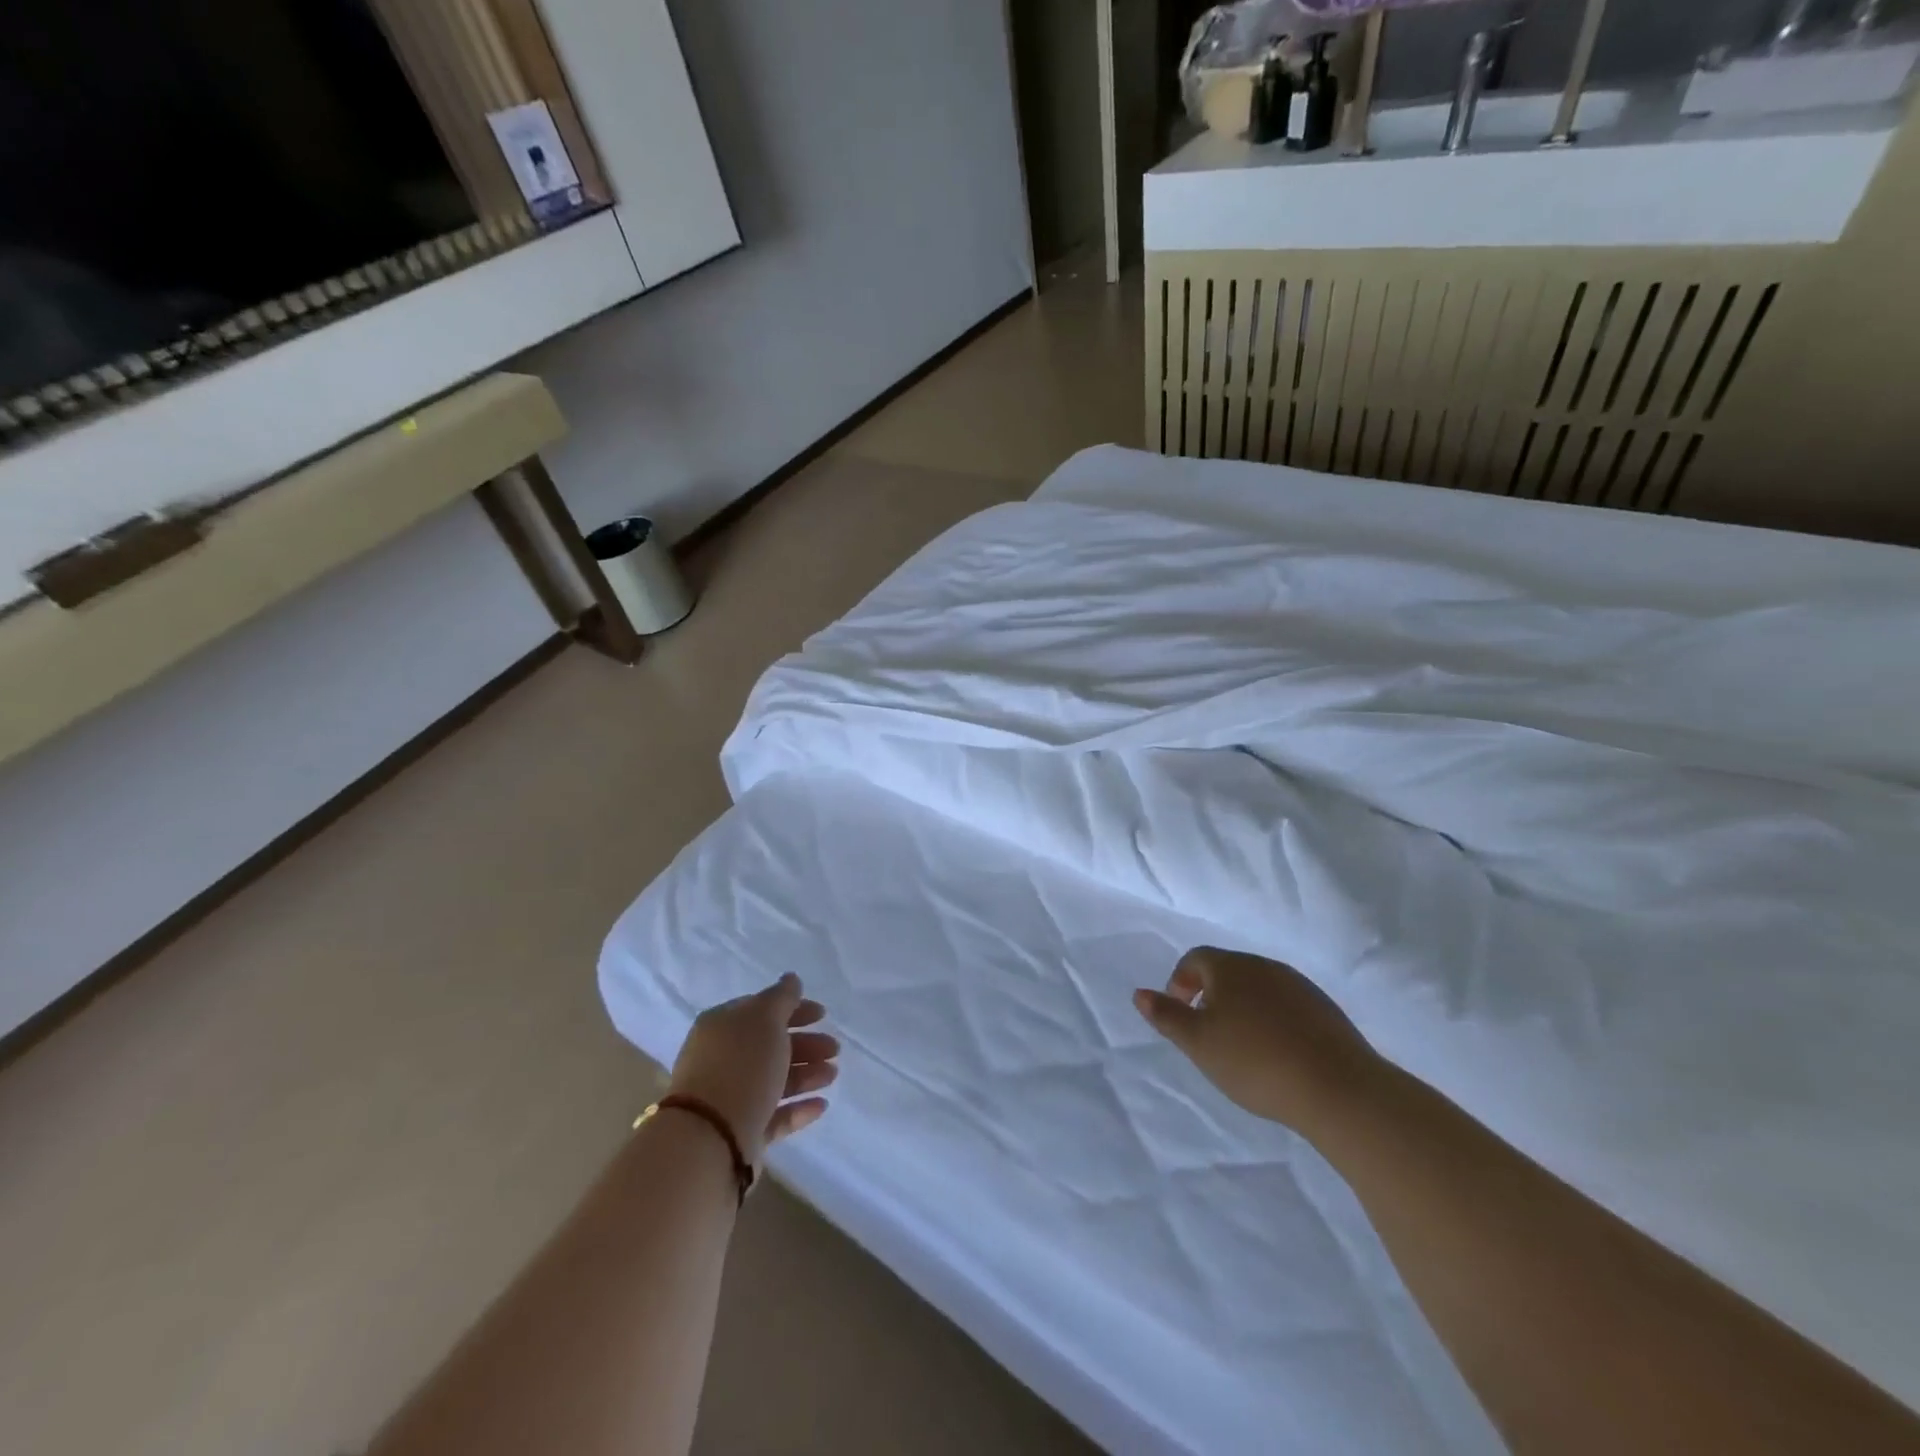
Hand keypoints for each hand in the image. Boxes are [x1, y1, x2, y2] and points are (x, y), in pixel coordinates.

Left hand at [668, 973, 837, 1165]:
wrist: (710, 1138)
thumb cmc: (741, 1066)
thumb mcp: (765, 1019)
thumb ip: (782, 998)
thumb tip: (791, 979)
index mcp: (722, 1026)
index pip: (761, 1010)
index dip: (794, 1009)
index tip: (823, 1015)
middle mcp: (722, 1059)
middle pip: (770, 1046)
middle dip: (805, 1045)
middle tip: (834, 1049)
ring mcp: (730, 1097)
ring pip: (774, 1079)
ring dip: (806, 1074)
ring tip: (832, 1075)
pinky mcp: (740, 1132)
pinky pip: (774, 1114)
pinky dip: (798, 1107)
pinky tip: (821, 1105)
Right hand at [1134, 947, 1384, 1134]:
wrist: (1338, 1088)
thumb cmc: (1255, 1061)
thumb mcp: (1199, 1044)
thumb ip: (1167, 1016)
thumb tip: (1140, 993)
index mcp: (1230, 967)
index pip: (1196, 958)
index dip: (1180, 981)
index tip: (1180, 1013)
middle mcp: (1264, 966)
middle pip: (1228, 970)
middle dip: (1210, 994)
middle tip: (1206, 1032)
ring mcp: (1299, 986)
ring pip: (1258, 988)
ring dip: (1242, 1007)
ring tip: (1240, 1046)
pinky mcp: (1325, 1010)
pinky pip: (1286, 1005)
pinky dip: (1271, 1020)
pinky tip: (1275, 1054)